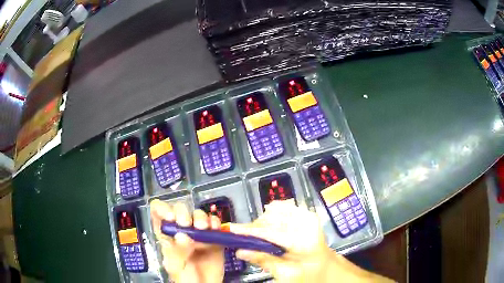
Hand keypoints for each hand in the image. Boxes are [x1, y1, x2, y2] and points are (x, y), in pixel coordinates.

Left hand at [150, 199, 224, 282]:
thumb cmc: (185, 278)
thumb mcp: (175, 266)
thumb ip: (177, 251)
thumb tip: (182, 235)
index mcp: (166, 235)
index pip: (158, 213)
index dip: (162, 209)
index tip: (171, 217)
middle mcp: (181, 230)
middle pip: (179, 210)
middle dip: (183, 213)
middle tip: (187, 224)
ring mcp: (198, 233)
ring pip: (197, 214)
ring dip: (200, 217)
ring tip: (203, 228)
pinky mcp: (213, 237)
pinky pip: (214, 224)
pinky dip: (215, 222)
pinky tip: (214, 229)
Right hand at [230, 201, 392, 282]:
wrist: (327, 268)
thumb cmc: (309, 275)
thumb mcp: (286, 274)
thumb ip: (263, 260)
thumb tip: (240, 251)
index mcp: (304, 240)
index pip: (270, 232)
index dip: (248, 230)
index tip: (231, 229)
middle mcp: (307, 222)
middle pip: (271, 219)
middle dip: (255, 228)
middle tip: (244, 238)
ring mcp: (309, 215)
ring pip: (276, 211)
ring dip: (263, 222)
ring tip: (260, 236)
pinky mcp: (307, 214)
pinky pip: (285, 207)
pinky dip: (274, 215)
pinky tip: (271, 225)